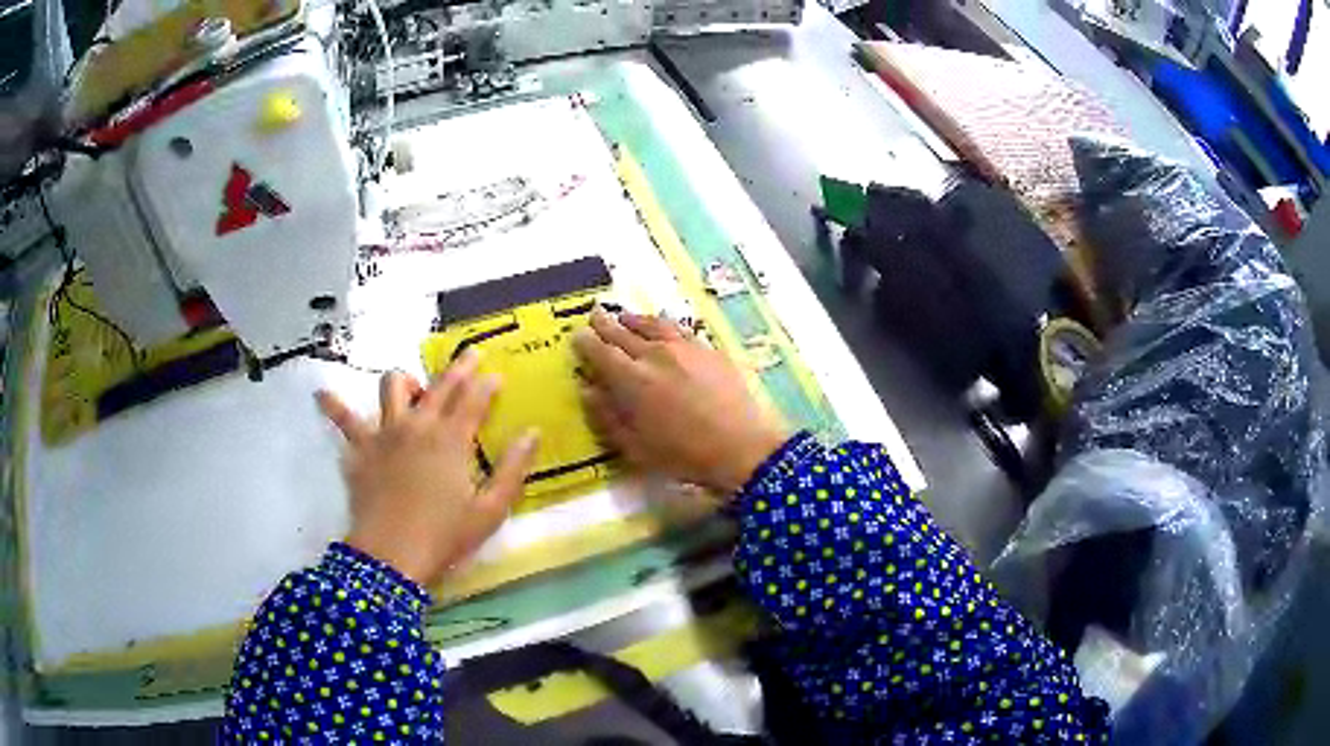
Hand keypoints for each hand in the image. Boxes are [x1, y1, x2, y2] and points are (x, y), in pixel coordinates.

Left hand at [316, 353, 539, 587]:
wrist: (391, 556)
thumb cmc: (444, 537)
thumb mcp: (490, 511)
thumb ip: (514, 469)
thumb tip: (532, 433)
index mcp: (452, 440)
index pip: (474, 399)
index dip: (488, 383)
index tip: (497, 374)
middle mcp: (418, 425)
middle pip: (440, 384)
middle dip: (458, 367)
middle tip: (470, 355)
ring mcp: (384, 433)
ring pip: (390, 386)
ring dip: (403, 381)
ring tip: (409, 390)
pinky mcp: (359, 448)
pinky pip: (343, 420)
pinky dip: (333, 406)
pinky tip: (322, 395)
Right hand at [573, 308, 789, 493]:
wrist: (741, 446)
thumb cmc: (683, 455)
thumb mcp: (635, 447)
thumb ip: (606, 416)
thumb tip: (586, 389)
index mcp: (631, 379)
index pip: (600, 351)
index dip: (586, 342)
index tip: (577, 335)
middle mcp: (653, 354)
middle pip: (623, 333)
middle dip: (605, 323)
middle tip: (594, 314)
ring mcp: (683, 347)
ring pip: (651, 324)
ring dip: (633, 319)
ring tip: (624, 316)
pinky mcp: (707, 349)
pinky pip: (678, 328)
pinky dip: (662, 324)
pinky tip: (663, 326)